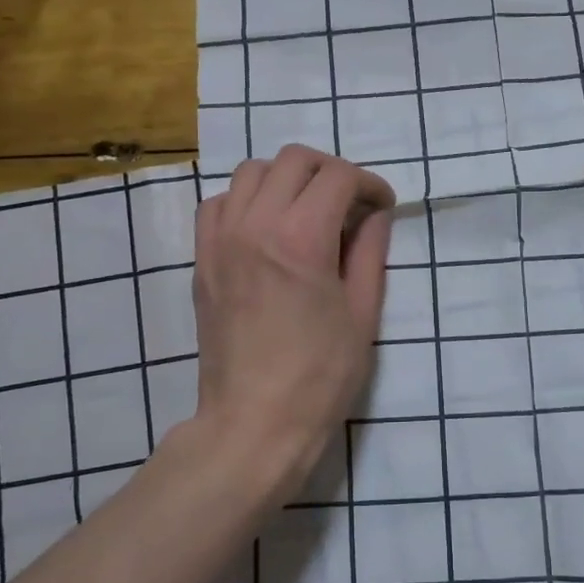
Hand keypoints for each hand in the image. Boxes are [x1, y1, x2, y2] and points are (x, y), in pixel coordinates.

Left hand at [192, 146, 395, 485]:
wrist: (254, 422)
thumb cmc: (320, 376)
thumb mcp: (362, 313)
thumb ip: (369, 251)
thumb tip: (374, 215)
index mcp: (301, 238)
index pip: (338, 176)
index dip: (369, 183)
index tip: (381, 206)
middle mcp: (255, 225)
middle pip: (293, 160)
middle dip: (330, 171)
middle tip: (349, 203)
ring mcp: (221, 240)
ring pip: (251, 172)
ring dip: (286, 179)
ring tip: (306, 210)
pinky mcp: (202, 259)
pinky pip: (217, 203)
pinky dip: (245, 200)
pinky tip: (264, 228)